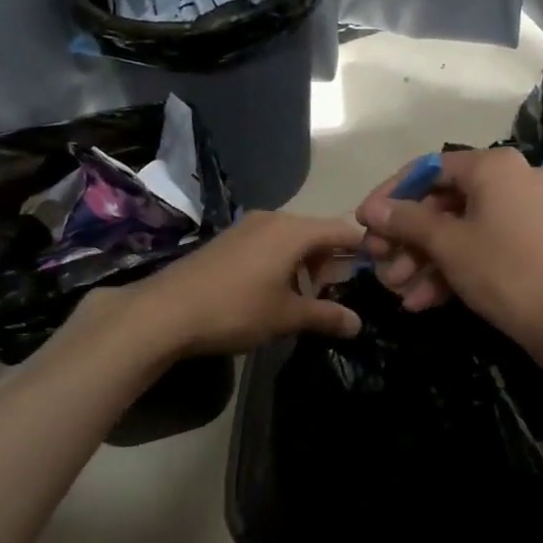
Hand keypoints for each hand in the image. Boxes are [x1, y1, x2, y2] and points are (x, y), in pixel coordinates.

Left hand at [118, 210, 363, 356]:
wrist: (165, 311)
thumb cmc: (235, 309)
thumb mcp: (286, 317)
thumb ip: (326, 316)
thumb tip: (358, 324)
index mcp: (293, 230)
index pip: (342, 229)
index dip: (362, 248)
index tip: (378, 269)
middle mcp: (272, 219)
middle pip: (316, 233)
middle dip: (331, 261)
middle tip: (340, 293)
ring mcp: (246, 227)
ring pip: (291, 240)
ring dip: (305, 265)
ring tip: (307, 298)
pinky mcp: (228, 240)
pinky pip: (269, 244)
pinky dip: (282, 263)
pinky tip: (274, 292)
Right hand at [356, 147, 542, 356]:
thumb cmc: (502, 270)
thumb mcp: (447, 244)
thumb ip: (406, 220)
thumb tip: (372, 209)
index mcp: (493, 166)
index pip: (428, 169)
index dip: (391, 196)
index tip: (364, 223)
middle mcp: (511, 179)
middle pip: (442, 201)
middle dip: (407, 237)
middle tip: (379, 262)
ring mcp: (523, 212)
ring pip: (459, 228)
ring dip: (424, 259)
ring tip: (397, 290)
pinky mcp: (529, 242)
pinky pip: (481, 245)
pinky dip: (452, 268)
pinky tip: (423, 301)